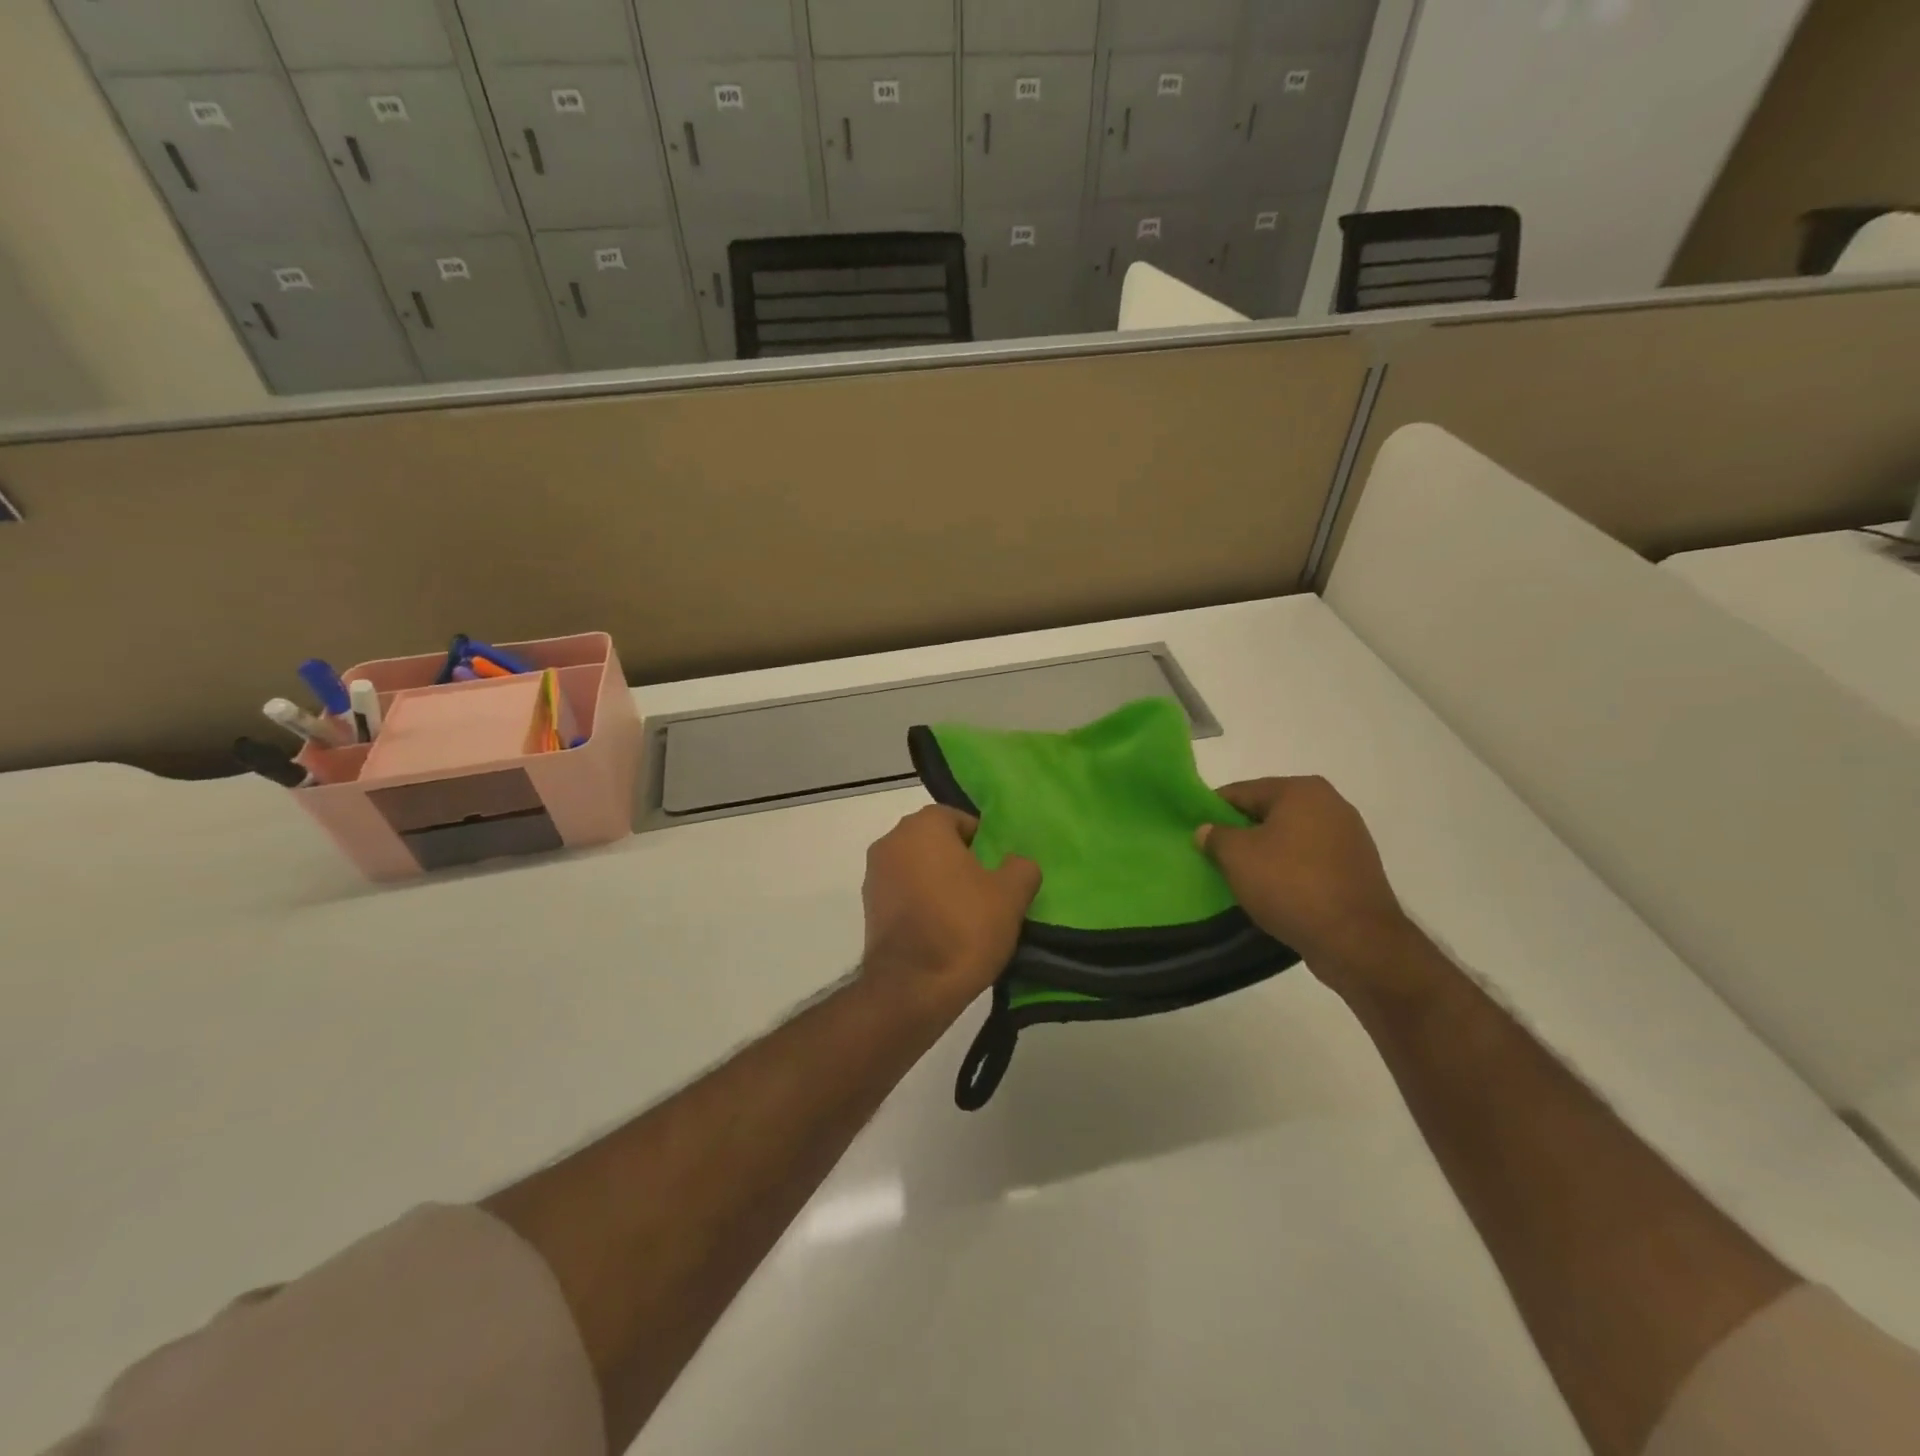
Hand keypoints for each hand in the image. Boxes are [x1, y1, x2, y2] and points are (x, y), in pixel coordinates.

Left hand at [861, 806, 1040, 1013]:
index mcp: (923, 827)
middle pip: (934, 841)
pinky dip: (920, 903)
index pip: (958, 818)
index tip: (997, 869)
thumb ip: (1021, 867)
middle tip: (986, 890)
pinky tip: (941, 930)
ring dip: (938, 882)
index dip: (982, 841)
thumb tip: (1016, 863)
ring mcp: (874, 875)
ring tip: (965, 914)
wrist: (912, 988)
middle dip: (959, 860)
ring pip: (917, 867)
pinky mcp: (868, 908)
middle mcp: (891, 841)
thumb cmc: (964, 928)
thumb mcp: (1011, 896)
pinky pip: (903, 893)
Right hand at [1197, 777, 1412, 996]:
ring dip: (1265, 853)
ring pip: (1290, 838)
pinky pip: (1310, 860)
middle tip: (1215, 857)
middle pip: (1268, 812)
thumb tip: (1207, 830)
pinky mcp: (1356, 868)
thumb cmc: (1290, 885)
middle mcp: (1330, 804)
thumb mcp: (1237, 857)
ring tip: (1242, 878)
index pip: (1242, 791)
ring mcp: (1349, 837)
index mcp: (1301, 791)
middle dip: (1241, 833)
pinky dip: (1289, 871)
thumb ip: (1215, 836)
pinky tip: (1274, 892)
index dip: (1213, 810)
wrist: (1356, 941)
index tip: (1195, 832)